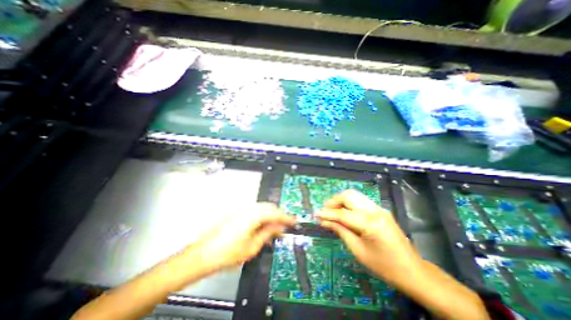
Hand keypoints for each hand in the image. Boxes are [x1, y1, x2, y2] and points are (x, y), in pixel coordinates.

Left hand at [189, 204, 293, 271]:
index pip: (276, 213)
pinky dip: (261, 217)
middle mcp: (248, 207)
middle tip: (283, 227)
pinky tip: (261, 227)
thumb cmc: (228, 253)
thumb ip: (268, 233)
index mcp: (254, 214)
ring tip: (273, 229)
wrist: (202, 254)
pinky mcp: (236, 211)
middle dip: (278, 216)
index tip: (294, 222)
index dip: (287, 217)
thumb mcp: (253, 246)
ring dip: (269, 217)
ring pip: (262, 208)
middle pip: (269, 207)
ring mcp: (241, 208)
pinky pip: (254, 211)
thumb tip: (279, 227)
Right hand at [317, 189, 423, 284]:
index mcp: (371, 224)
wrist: (413, 271)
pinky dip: (348, 203)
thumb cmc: (385, 266)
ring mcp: (379, 208)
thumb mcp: (358, 251)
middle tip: (325, 212)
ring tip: (332, 211)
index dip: (327, 213)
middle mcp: (375, 211)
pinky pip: (359, 200)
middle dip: (333, 201)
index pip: (342, 214)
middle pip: (348, 196)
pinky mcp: (380, 209)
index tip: (315, 214)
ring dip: (340, 200)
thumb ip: (340, 231)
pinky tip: (344, 212)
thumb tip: (324, 221)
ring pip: (354, 195)